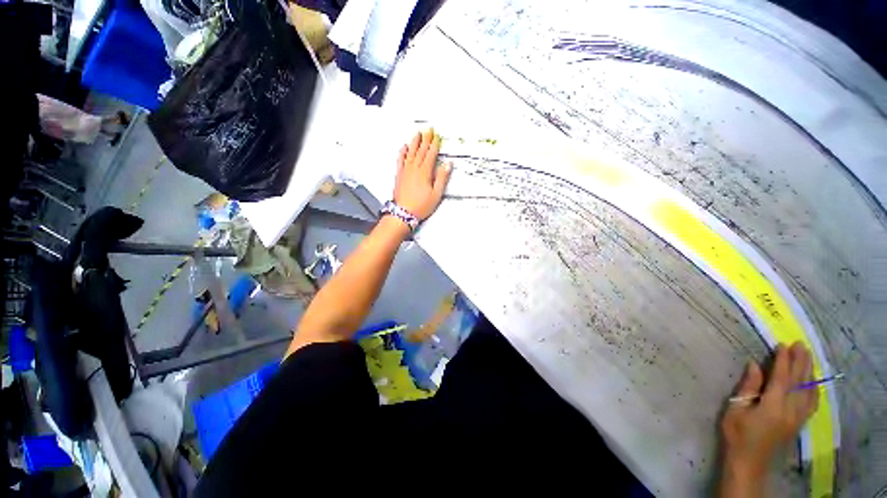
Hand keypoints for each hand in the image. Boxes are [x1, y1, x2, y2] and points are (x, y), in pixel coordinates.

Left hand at [393, 128, 451, 220]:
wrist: (403, 213)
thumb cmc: (421, 205)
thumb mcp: (436, 194)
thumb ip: (442, 178)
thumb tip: (447, 164)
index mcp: (425, 172)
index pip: (430, 155)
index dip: (434, 145)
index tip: (437, 136)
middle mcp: (414, 168)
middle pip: (421, 150)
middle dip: (426, 139)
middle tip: (429, 129)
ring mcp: (405, 170)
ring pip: (410, 152)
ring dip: (414, 142)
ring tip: (417, 133)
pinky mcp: (399, 175)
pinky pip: (400, 159)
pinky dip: (402, 152)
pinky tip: (404, 146)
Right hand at [720, 342, 818, 478]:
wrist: (749, 461)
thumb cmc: (737, 433)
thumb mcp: (735, 409)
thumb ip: (748, 387)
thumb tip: (754, 364)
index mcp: (773, 405)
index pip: (782, 378)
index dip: (783, 360)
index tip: (782, 344)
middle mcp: (790, 410)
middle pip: (800, 382)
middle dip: (801, 362)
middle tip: (801, 344)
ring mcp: (798, 418)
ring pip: (809, 391)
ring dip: (809, 372)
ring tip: (808, 357)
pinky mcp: (799, 423)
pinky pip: (811, 402)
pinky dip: (813, 388)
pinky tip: (813, 382)